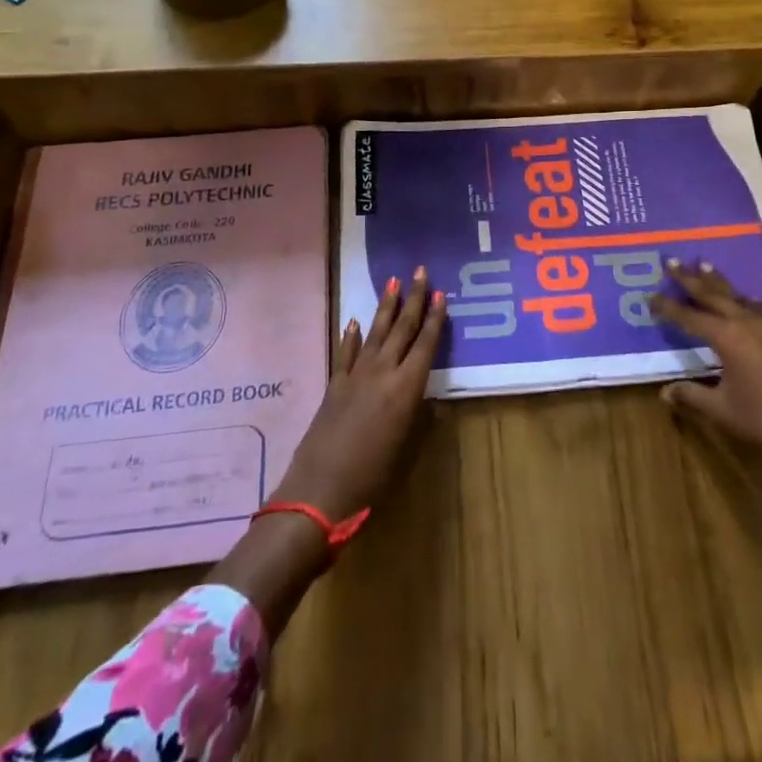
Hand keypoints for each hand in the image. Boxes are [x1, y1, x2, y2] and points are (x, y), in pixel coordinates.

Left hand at [271, 266, 445, 521]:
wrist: (320, 490)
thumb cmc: (373, 477)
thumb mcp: (407, 451)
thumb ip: (421, 421)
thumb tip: (430, 401)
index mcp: (406, 388)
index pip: (426, 343)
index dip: (435, 318)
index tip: (441, 292)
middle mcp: (383, 372)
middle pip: (402, 328)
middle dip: (414, 299)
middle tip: (421, 271)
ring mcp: (356, 376)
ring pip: (375, 332)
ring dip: (386, 307)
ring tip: (394, 282)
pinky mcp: (335, 385)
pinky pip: (345, 353)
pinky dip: (350, 336)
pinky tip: (353, 321)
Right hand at [651, 260, 761, 459]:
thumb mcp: (723, 410)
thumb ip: (692, 396)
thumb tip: (664, 392)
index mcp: (727, 337)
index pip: (689, 317)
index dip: (668, 307)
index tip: (650, 296)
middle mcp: (745, 322)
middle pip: (712, 294)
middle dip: (690, 279)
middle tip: (672, 262)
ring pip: (736, 295)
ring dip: (717, 281)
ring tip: (703, 265)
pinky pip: (754, 305)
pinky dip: (740, 297)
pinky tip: (741, 297)